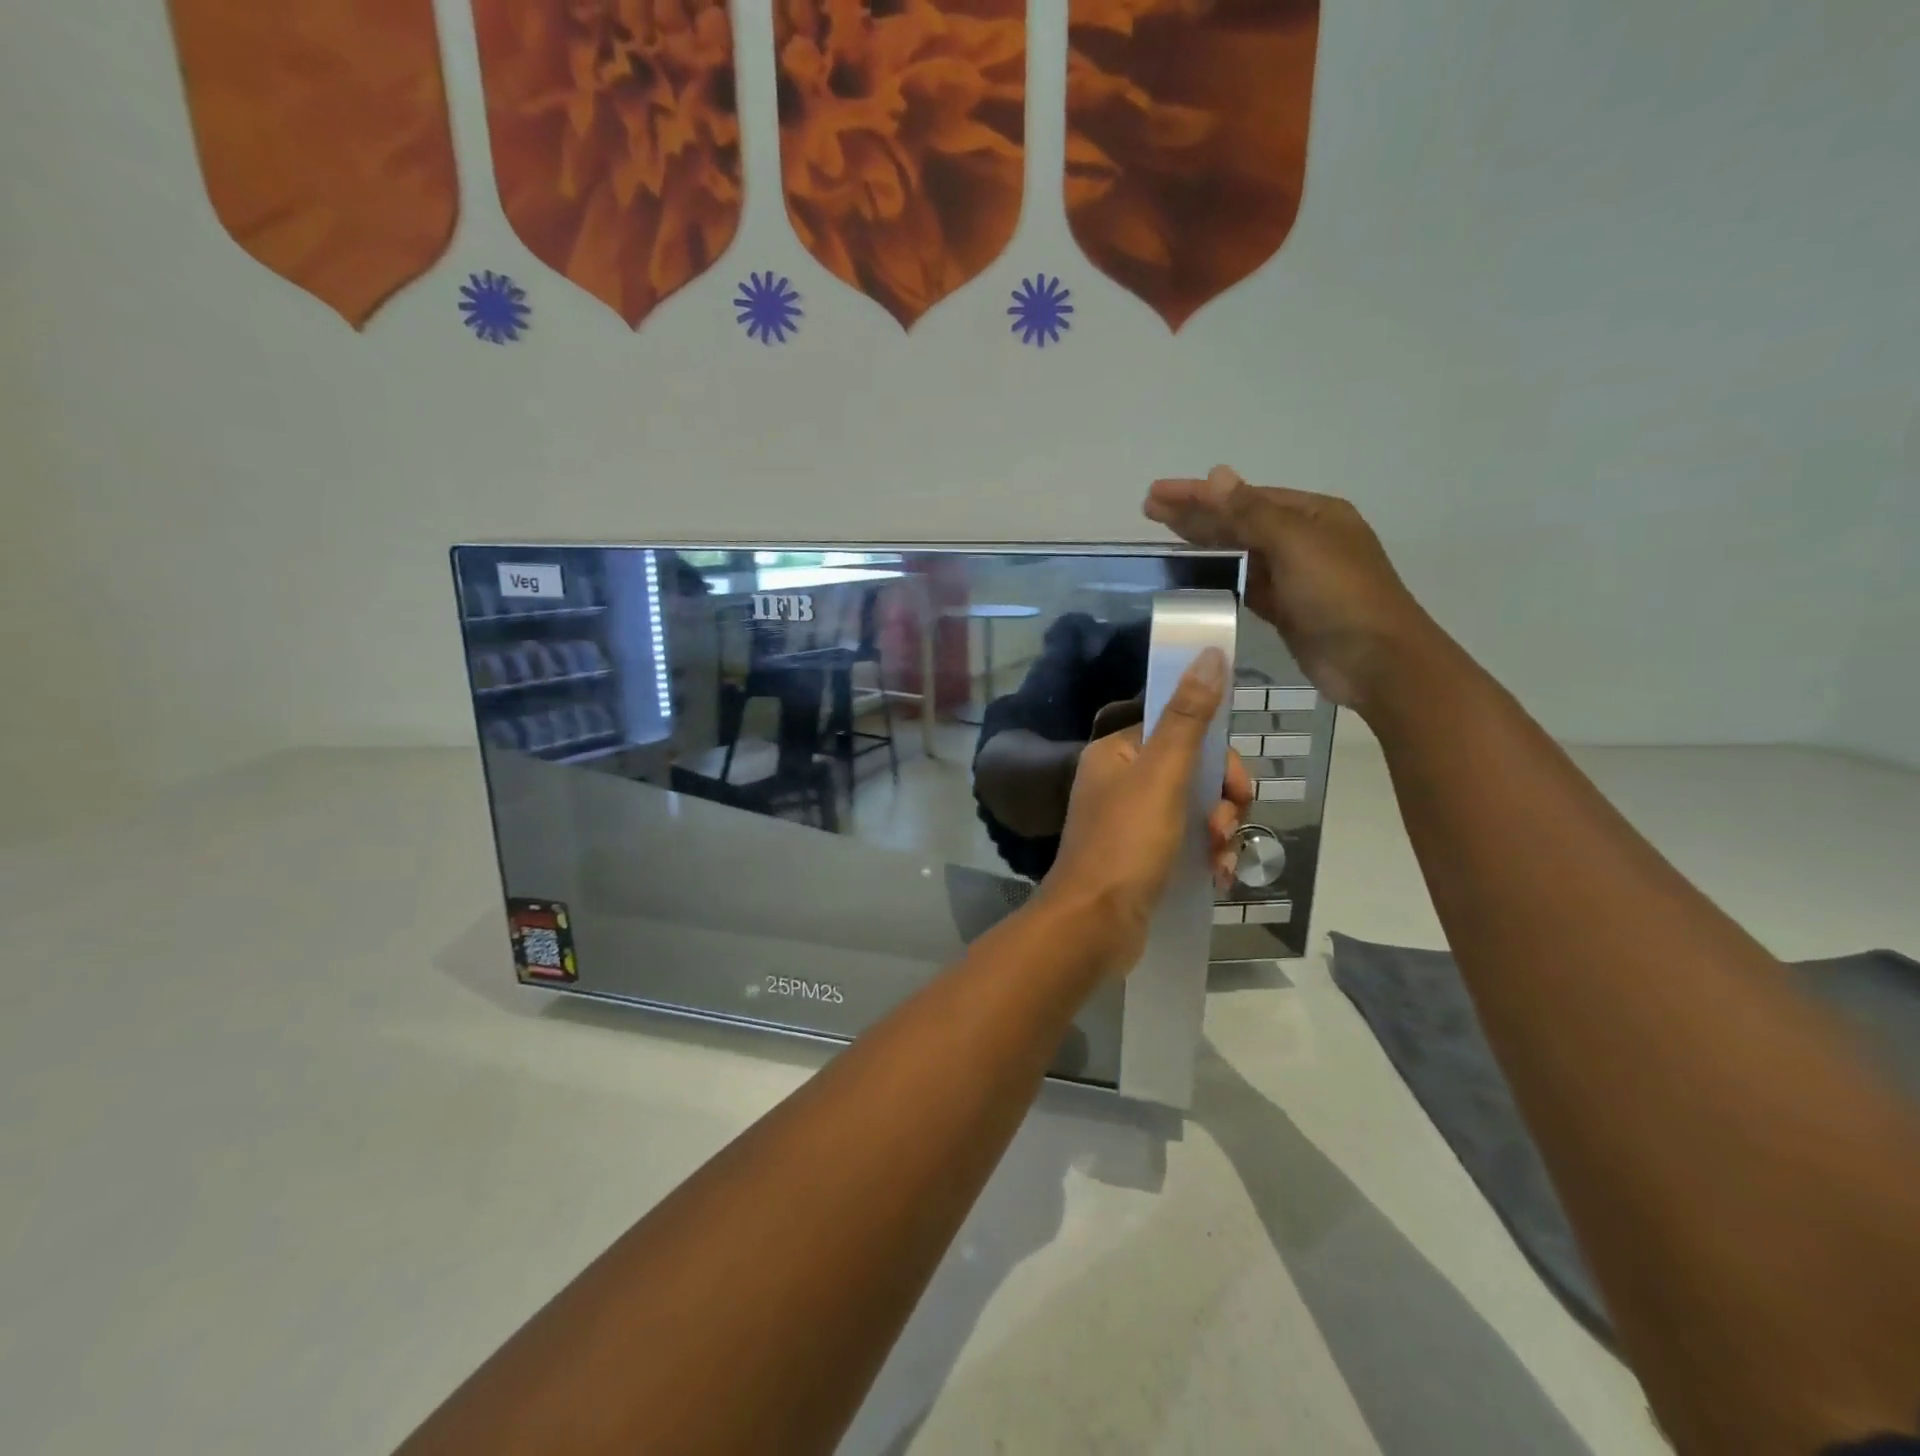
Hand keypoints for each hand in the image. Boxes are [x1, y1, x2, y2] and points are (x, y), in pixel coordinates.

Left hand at [1040, 650, 1251, 975]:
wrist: (1094, 925)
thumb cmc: (1126, 843)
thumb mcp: (1162, 775)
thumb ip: (1188, 717)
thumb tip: (1210, 653)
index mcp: (1116, 753)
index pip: (1180, 730)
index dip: (1215, 755)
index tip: (1233, 785)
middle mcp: (1120, 781)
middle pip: (1193, 771)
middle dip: (1220, 800)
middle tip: (1222, 827)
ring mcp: (1130, 821)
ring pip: (1196, 809)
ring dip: (1218, 832)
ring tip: (1217, 860)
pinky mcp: (1141, 857)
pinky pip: (1187, 842)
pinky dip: (1206, 856)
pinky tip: (1217, 879)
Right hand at [1144, 465, 1437, 714]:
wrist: (1374, 661)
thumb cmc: (1339, 594)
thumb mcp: (1296, 544)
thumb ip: (1251, 512)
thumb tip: (1216, 474)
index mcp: (1312, 514)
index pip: (1245, 497)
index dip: (1199, 494)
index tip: (1156, 493)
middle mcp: (1303, 540)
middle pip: (1239, 522)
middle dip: (1195, 514)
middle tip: (1149, 509)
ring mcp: (1293, 577)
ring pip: (1239, 553)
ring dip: (1203, 543)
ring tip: (1163, 537)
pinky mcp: (1283, 610)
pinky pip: (1243, 585)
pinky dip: (1219, 577)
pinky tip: (1193, 574)